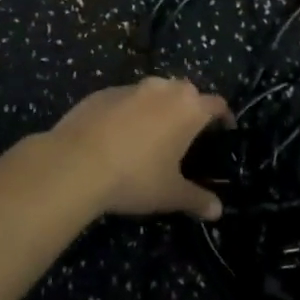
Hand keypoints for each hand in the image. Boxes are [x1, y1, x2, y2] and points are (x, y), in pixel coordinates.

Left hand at [45, 77, 234, 219]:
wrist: (75, 163)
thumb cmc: (135, 177)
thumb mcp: (170, 194)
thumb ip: (197, 199)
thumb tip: (217, 211)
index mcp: (188, 108)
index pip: (216, 103)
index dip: (223, 116)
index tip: (225, 128)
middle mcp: (162, 89)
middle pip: (185, 91)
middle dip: (189, 107)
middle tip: (187, 133)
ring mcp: (130, 87)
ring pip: (153, 92)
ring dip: (157, 107)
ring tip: (152, 133)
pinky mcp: (101, 93)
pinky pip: (124, 99)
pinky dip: (128, 111)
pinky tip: (117, 135)